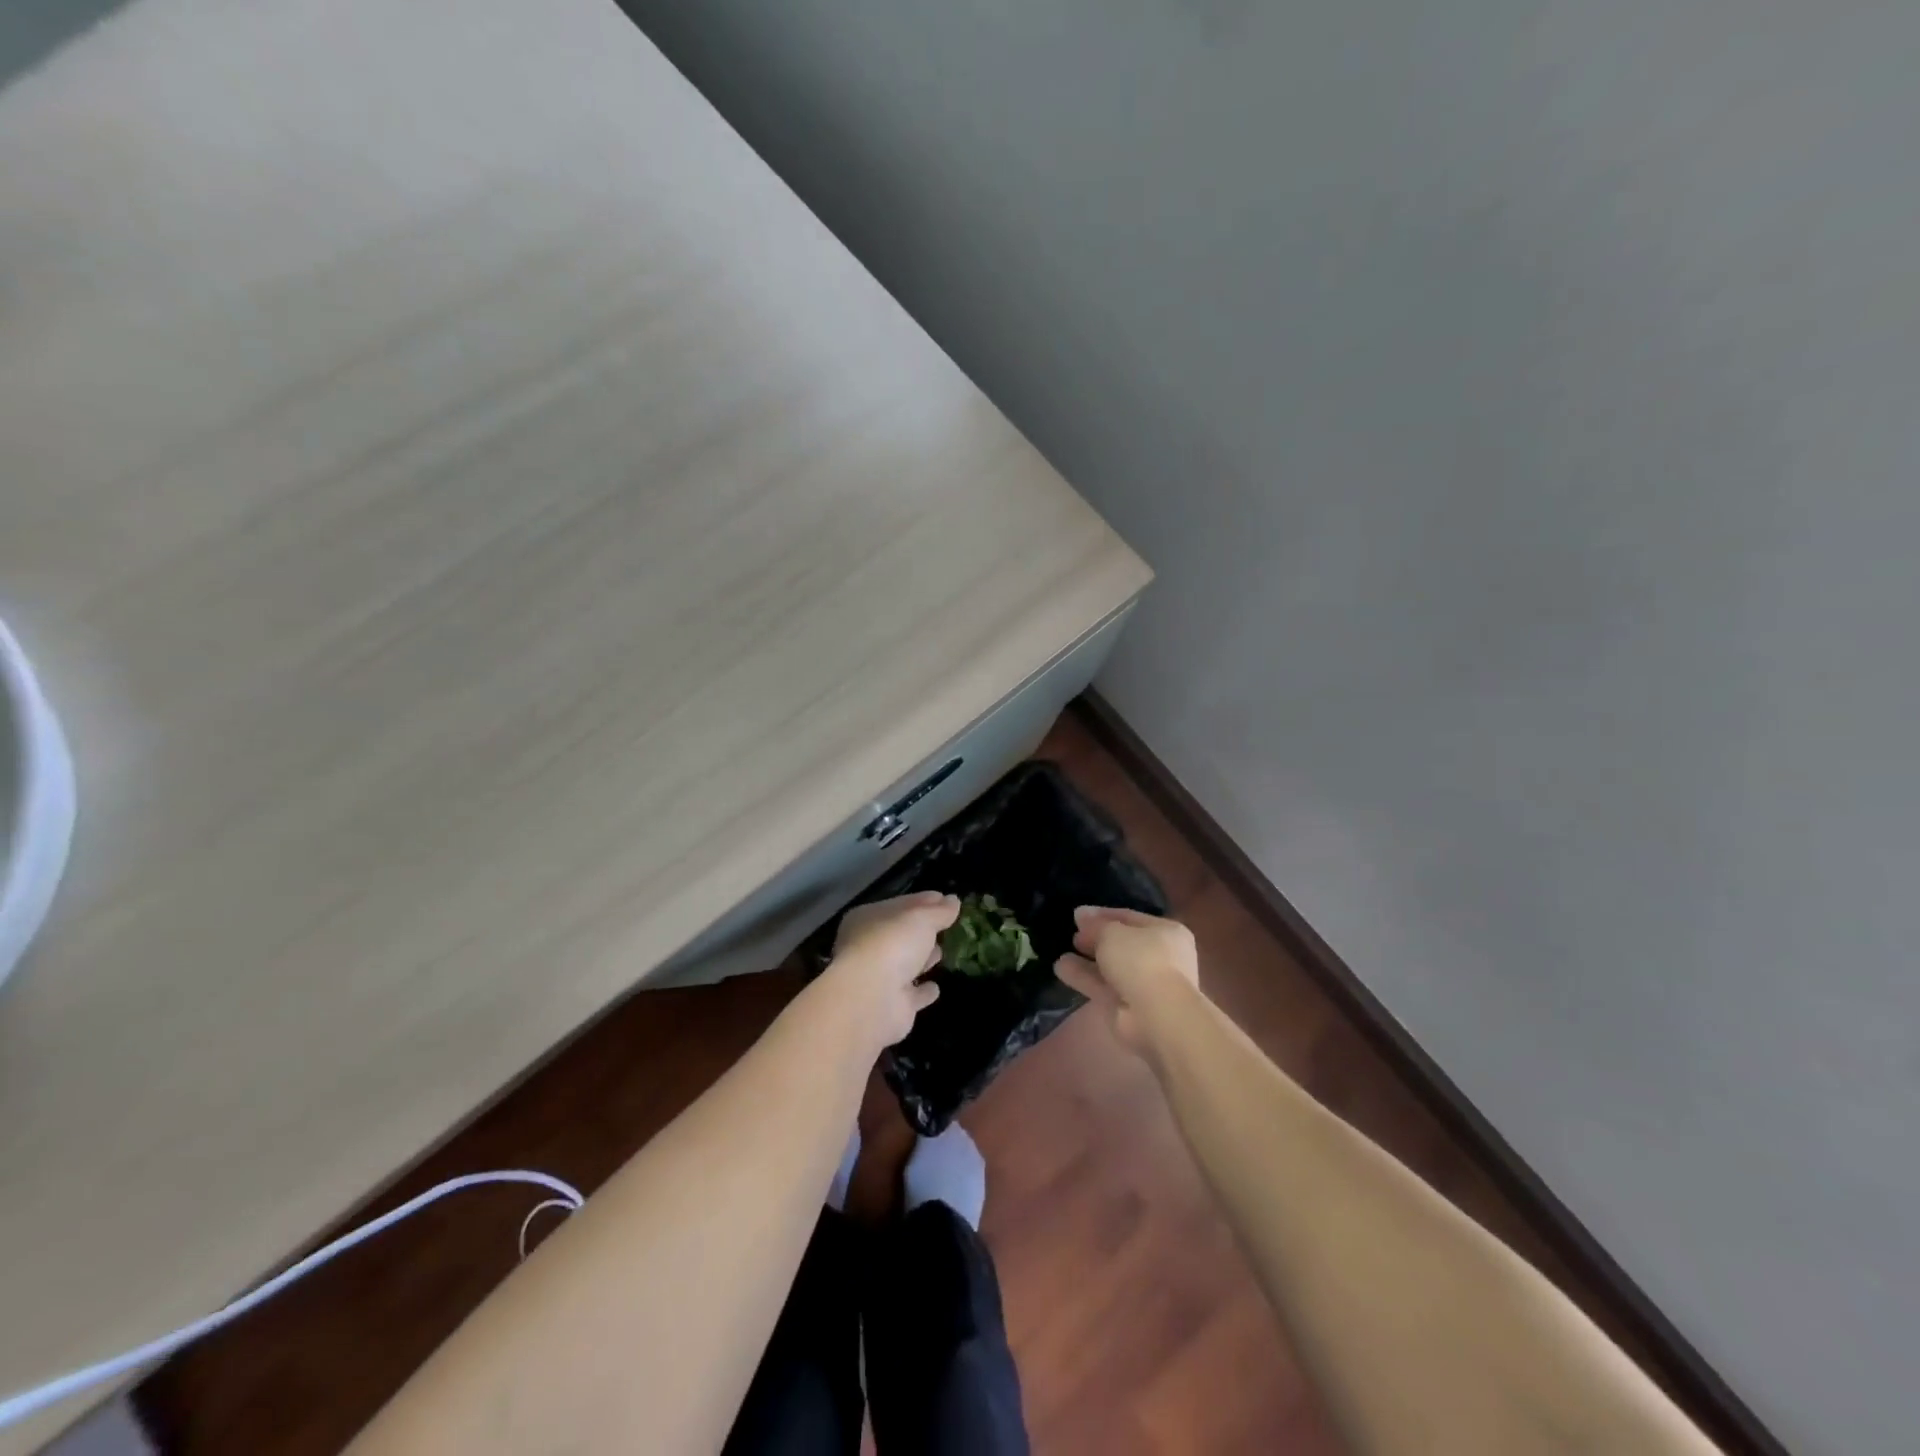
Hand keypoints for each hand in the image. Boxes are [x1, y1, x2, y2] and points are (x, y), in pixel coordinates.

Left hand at [822, 891, 958, 1047]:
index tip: (946, 899)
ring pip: (906, 965)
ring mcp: (880, 979)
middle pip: (902, 936)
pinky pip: (913, 995)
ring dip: (922, 960)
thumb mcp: (921, 918)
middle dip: (922, 932)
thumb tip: (953, 900)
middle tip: (946, 927)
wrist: (873, 999)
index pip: (900, 905)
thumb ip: (939, 911)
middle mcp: (869, 948)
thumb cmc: (892, 944)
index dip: (923, 901)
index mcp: (867, 919)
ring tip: (942, 952)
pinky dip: (923, 992)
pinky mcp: (893, 1006)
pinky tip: (936, 988)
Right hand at [1055, 906, 1199, 1058]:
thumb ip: (1095, 924)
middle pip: (1121, 944)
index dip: (1102, 915)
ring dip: (1087, 961)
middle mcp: (1159, 957)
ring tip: (1061, 952)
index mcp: (1165, 932)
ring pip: (1111, 968)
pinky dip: (1084, 978)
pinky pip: (1103, 987)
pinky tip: (1060, 968)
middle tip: (1073, 935)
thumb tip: (1081, 914)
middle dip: (1096, 939)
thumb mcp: (1113, 932)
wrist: (1157, 1015)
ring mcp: (1144, 984)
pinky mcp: (1128, 1007)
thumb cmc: (1141, 960)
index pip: (1129, 918)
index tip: (1077, 915)